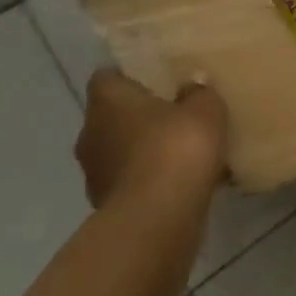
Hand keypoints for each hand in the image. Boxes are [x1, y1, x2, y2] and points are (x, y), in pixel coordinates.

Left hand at [76, 68, 227, 208]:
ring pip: (120, 150)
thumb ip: (199, 93)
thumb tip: (191, 87)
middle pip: (113, 115)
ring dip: (143, 150)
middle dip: (140, 116)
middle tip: (175, 114)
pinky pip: (130, 181)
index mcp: (107, 100)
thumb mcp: (205, 109)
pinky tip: (178, 183)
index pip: (107, 77)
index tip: (157, 80)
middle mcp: (90, 132)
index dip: (130, 77)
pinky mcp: (105, 205)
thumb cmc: (176, 148)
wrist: (158, 218)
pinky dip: (148, 180)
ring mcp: (94, 172)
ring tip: (180, 152)